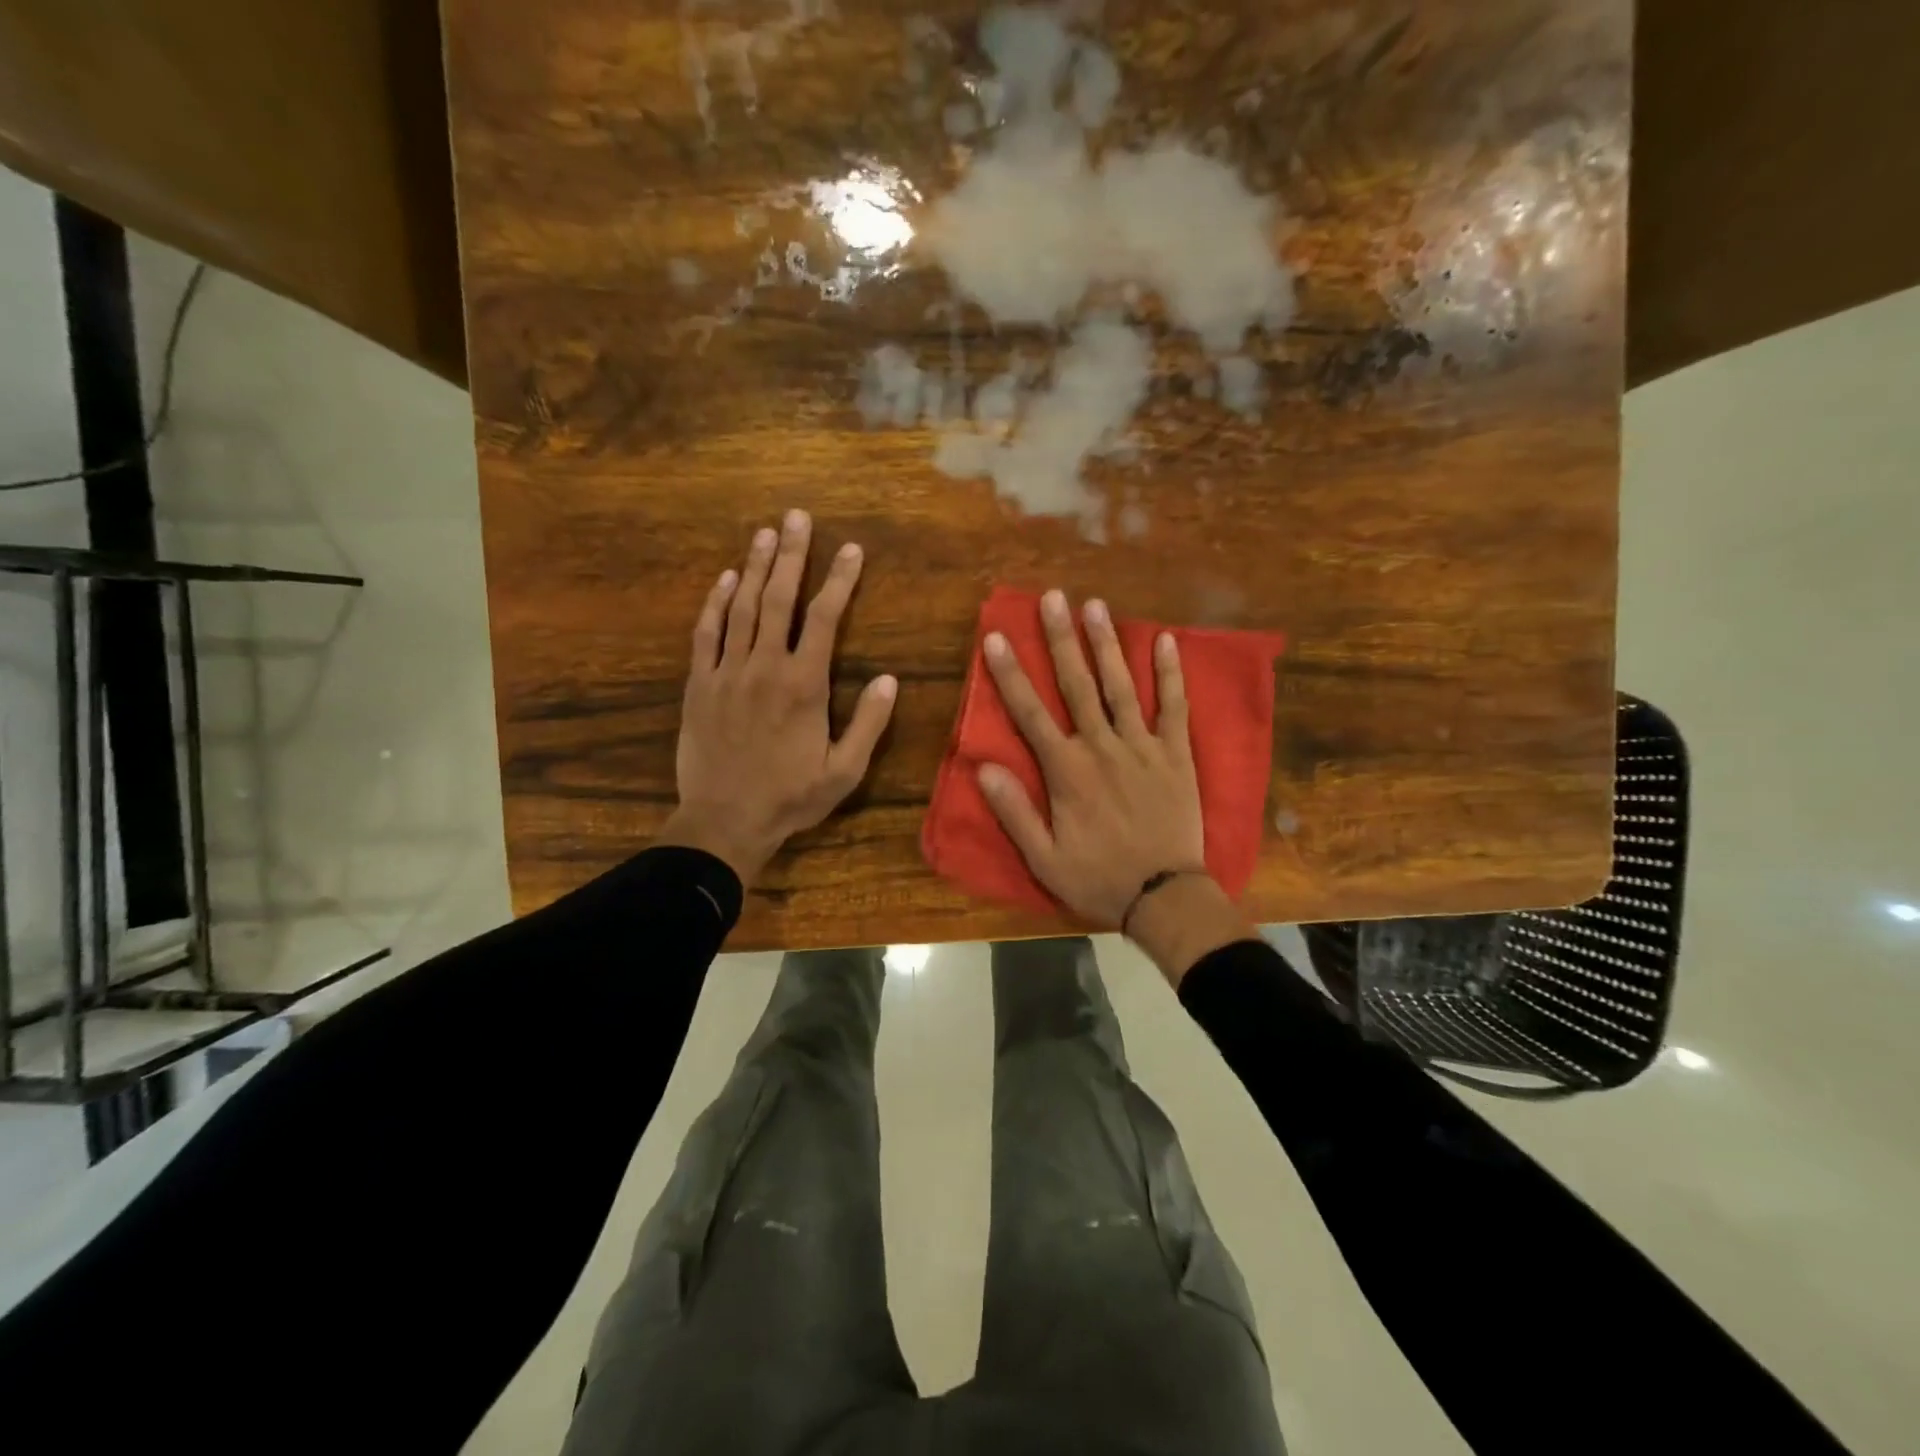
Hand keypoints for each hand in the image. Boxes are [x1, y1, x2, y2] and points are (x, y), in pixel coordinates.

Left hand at [658, 509, 897, 886]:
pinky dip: (715, 604)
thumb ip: (868, 723)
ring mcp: (727, 673)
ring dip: (755, 567)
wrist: (724, 821)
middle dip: (791, 555)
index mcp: (804, 685)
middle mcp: (764, 667)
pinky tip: (725, 580)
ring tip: (765, 533)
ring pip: (742, 608)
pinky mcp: (700, 685)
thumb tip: (890, 679)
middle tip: (797, 517)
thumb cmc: (790, 798)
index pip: (824, 618)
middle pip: (779, 598)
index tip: (851, 549)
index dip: (839, 580)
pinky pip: (706, 634)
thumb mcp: (844, 771)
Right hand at [976, 589, 1207, 927]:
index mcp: (1067, 771)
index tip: (997, 637)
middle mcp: (1103, 747)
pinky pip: (1174, 708)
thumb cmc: (1098, 878)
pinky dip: (1170, 674)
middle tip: (1052, 597)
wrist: (1165, 897)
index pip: (1031, 713)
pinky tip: (1166, 641)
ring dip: (1107, 644)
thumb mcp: (1044, 857)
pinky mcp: (1176, 754)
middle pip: (1077, 685)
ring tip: (1096, 605)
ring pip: (1122, 686)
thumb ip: (1014, 812)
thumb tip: (982, 768)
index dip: (1011, 674)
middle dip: (1061, 639)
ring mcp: (1143, 747)